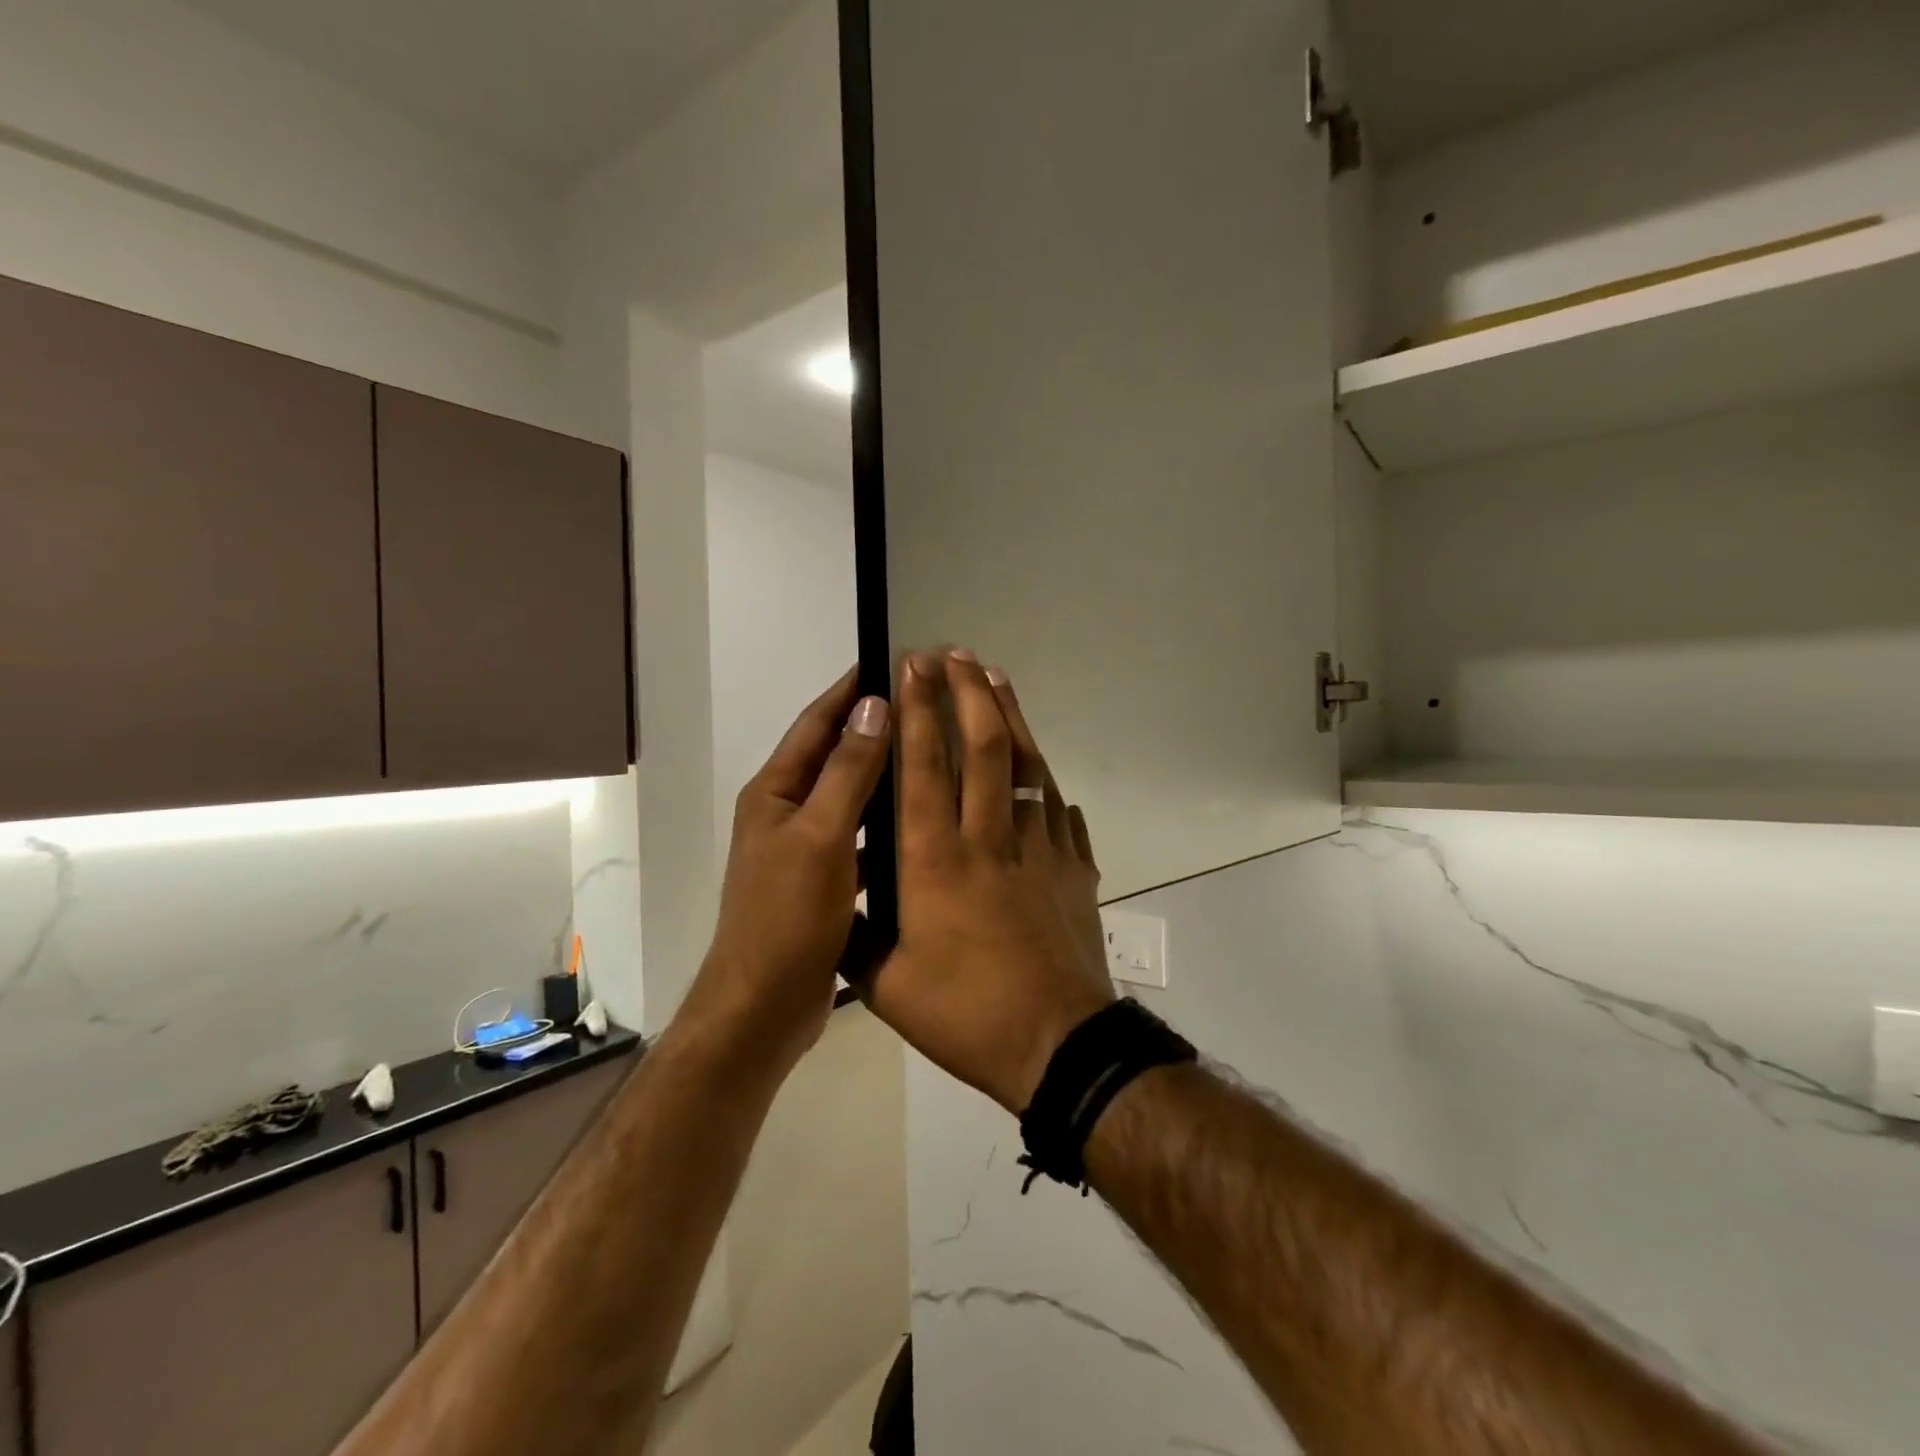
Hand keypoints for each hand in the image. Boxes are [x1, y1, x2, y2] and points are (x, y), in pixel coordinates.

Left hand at [681, 670, 889, 1078]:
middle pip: (834, 756)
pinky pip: (859, 839)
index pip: (816, 723)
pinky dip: (885, 825)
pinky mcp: (823, 883)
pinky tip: (921, 823)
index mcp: (775, 792)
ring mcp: (805, 849)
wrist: (762, 1008)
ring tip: (934, 755)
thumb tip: (873, 705)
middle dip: (874, 728)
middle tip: (927, 706)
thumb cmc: (786, 917)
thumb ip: (848, 772)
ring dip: (883, 775)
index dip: (851, 690)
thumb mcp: (821, 837)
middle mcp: (786, 812)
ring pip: (850, 798)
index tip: (893, 660)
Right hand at [859, 649, 1115, 1113]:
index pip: (923, 768)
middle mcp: (989, 840)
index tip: (912, 668)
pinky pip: (1061, 812)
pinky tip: (1043, 773)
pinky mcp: (1075, 869)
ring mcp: (1040, 850)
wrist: (1058, 1045)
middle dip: (966, 693)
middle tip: (956, 653)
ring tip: (997, 679)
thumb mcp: (886, 986)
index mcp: (936, 861)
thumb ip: (857, 938)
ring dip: (1011, 717)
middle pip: (981, 748)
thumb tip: (838, 905)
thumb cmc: (965, 1014)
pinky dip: (1048, 785)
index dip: (916, 711)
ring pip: (1025, 767)